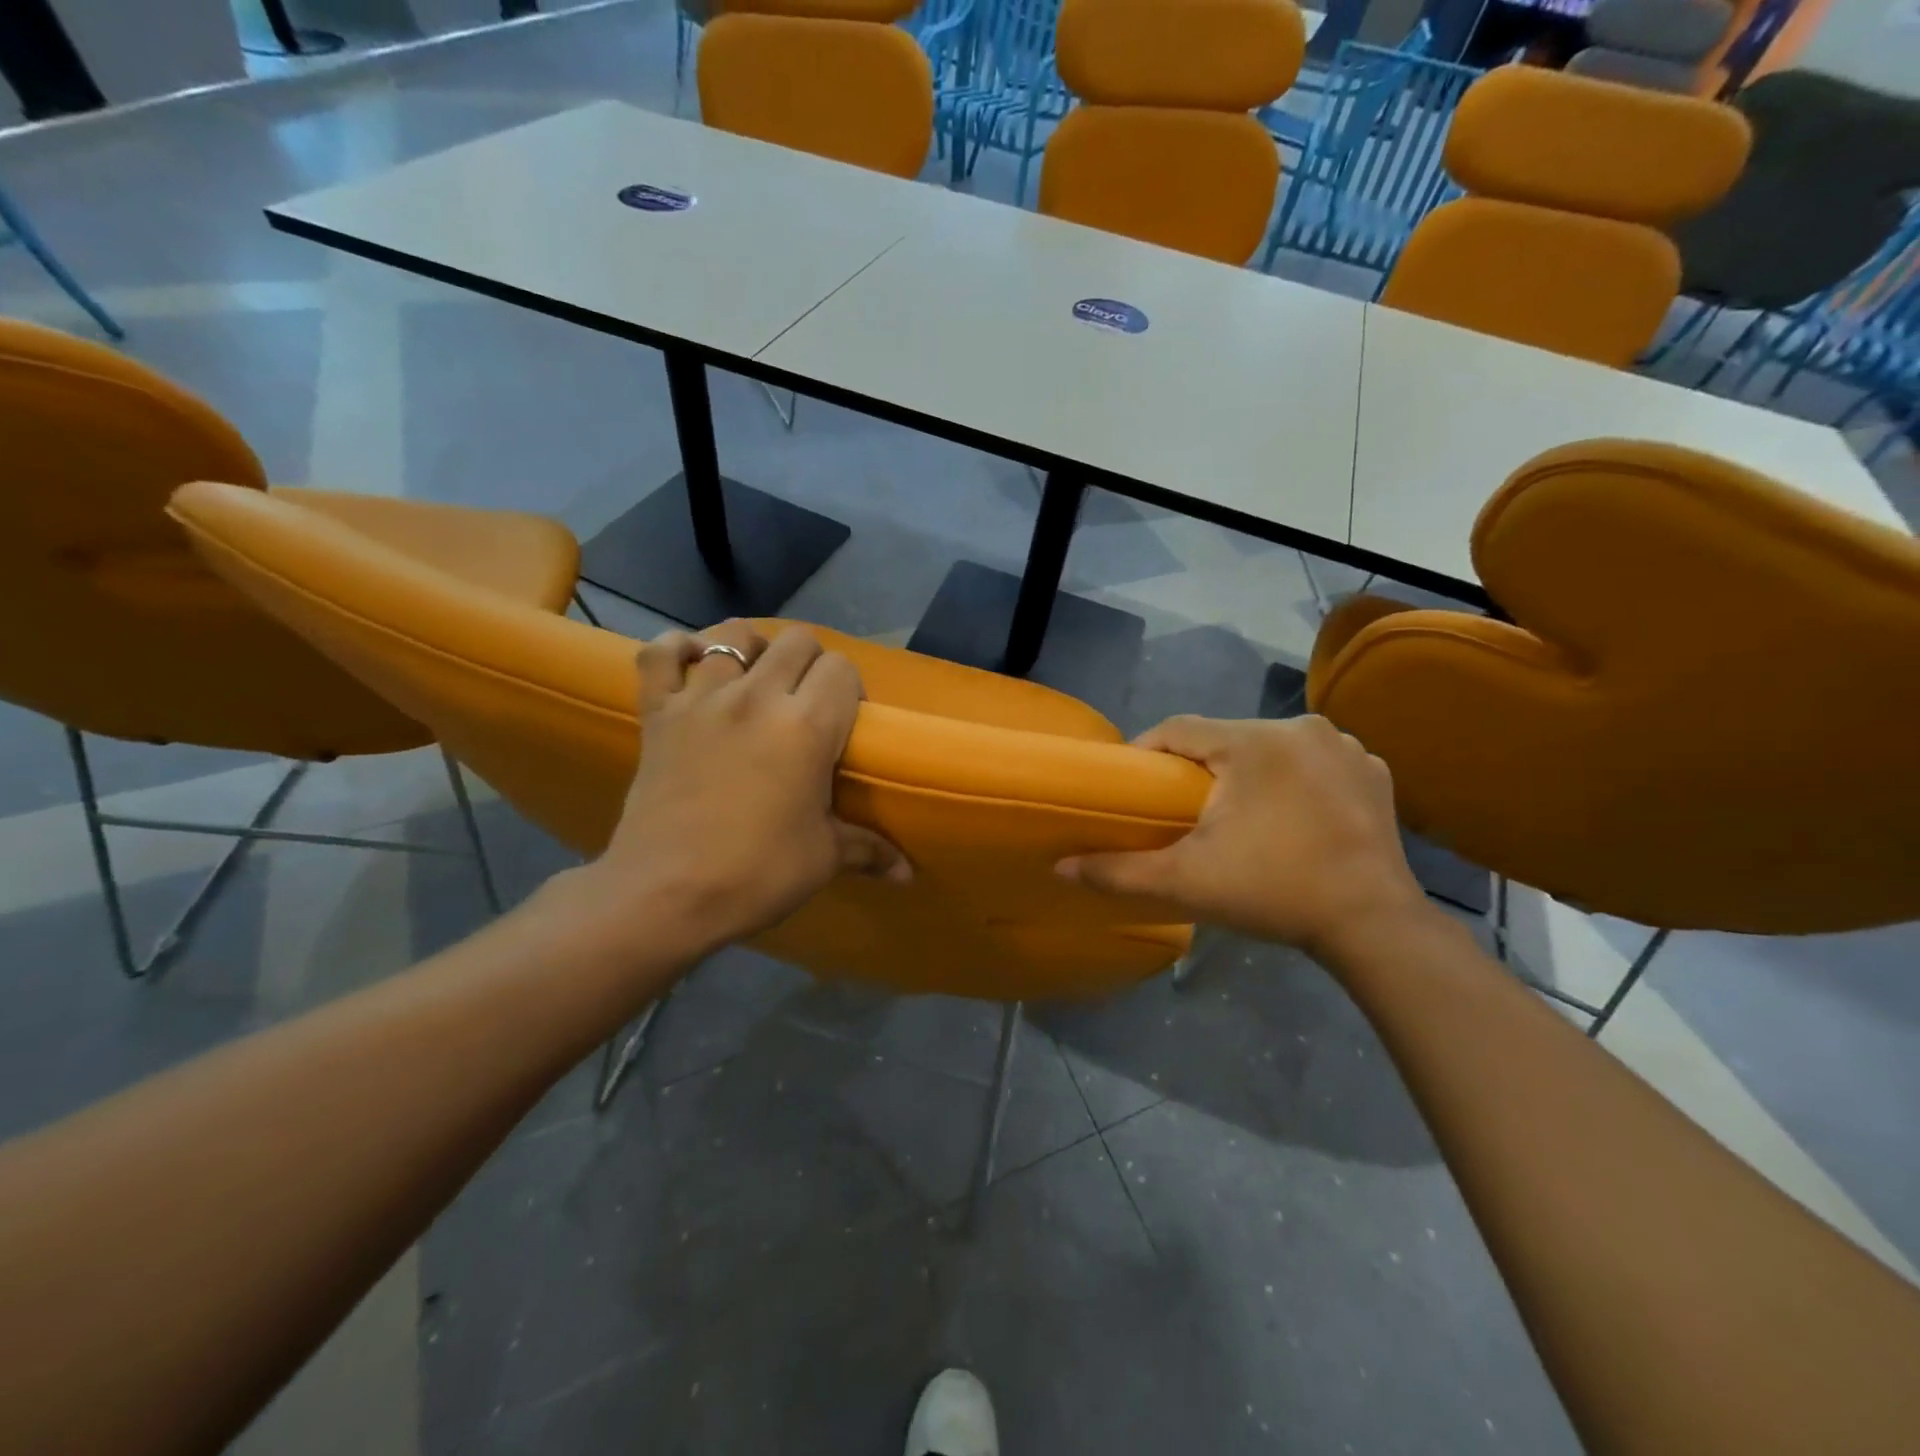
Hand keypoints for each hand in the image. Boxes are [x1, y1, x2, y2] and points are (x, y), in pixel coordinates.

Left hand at [568, 621, 906, 964]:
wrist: (666, 896)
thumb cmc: (756, 874)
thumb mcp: (822, 858)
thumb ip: (869, 849)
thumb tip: (907, 874)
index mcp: (808, 725)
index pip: (842, 669)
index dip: (849, 690)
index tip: (844, 723)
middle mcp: (758, 696)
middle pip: (797, 641)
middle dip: (811, 664)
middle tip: (806, 704)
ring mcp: (702, 699)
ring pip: (734, 635)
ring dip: (754, 650)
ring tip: (756, 680)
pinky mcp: (657, 712)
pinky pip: (660, 654)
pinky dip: (677, 648)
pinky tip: (692, 661)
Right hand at [1056, 715, 1428, 968]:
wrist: (1373, 927)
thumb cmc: (1273, 892)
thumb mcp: (1186, 882)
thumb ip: (1118, 871)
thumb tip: (1059, 867)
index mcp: (1253, 742)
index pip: (1178, 729)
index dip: (1146, 754)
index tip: (1133, 787)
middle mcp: (1301, 728)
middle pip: (1225, 738)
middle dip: (1198, 768)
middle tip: (1180, 809)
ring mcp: (1345, 747)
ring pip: (1270, 748)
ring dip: (1247, 772)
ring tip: (1235, 815)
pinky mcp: (1374, 771)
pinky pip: (1314, 763)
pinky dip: (1294, 780)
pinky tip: (1290, 815)